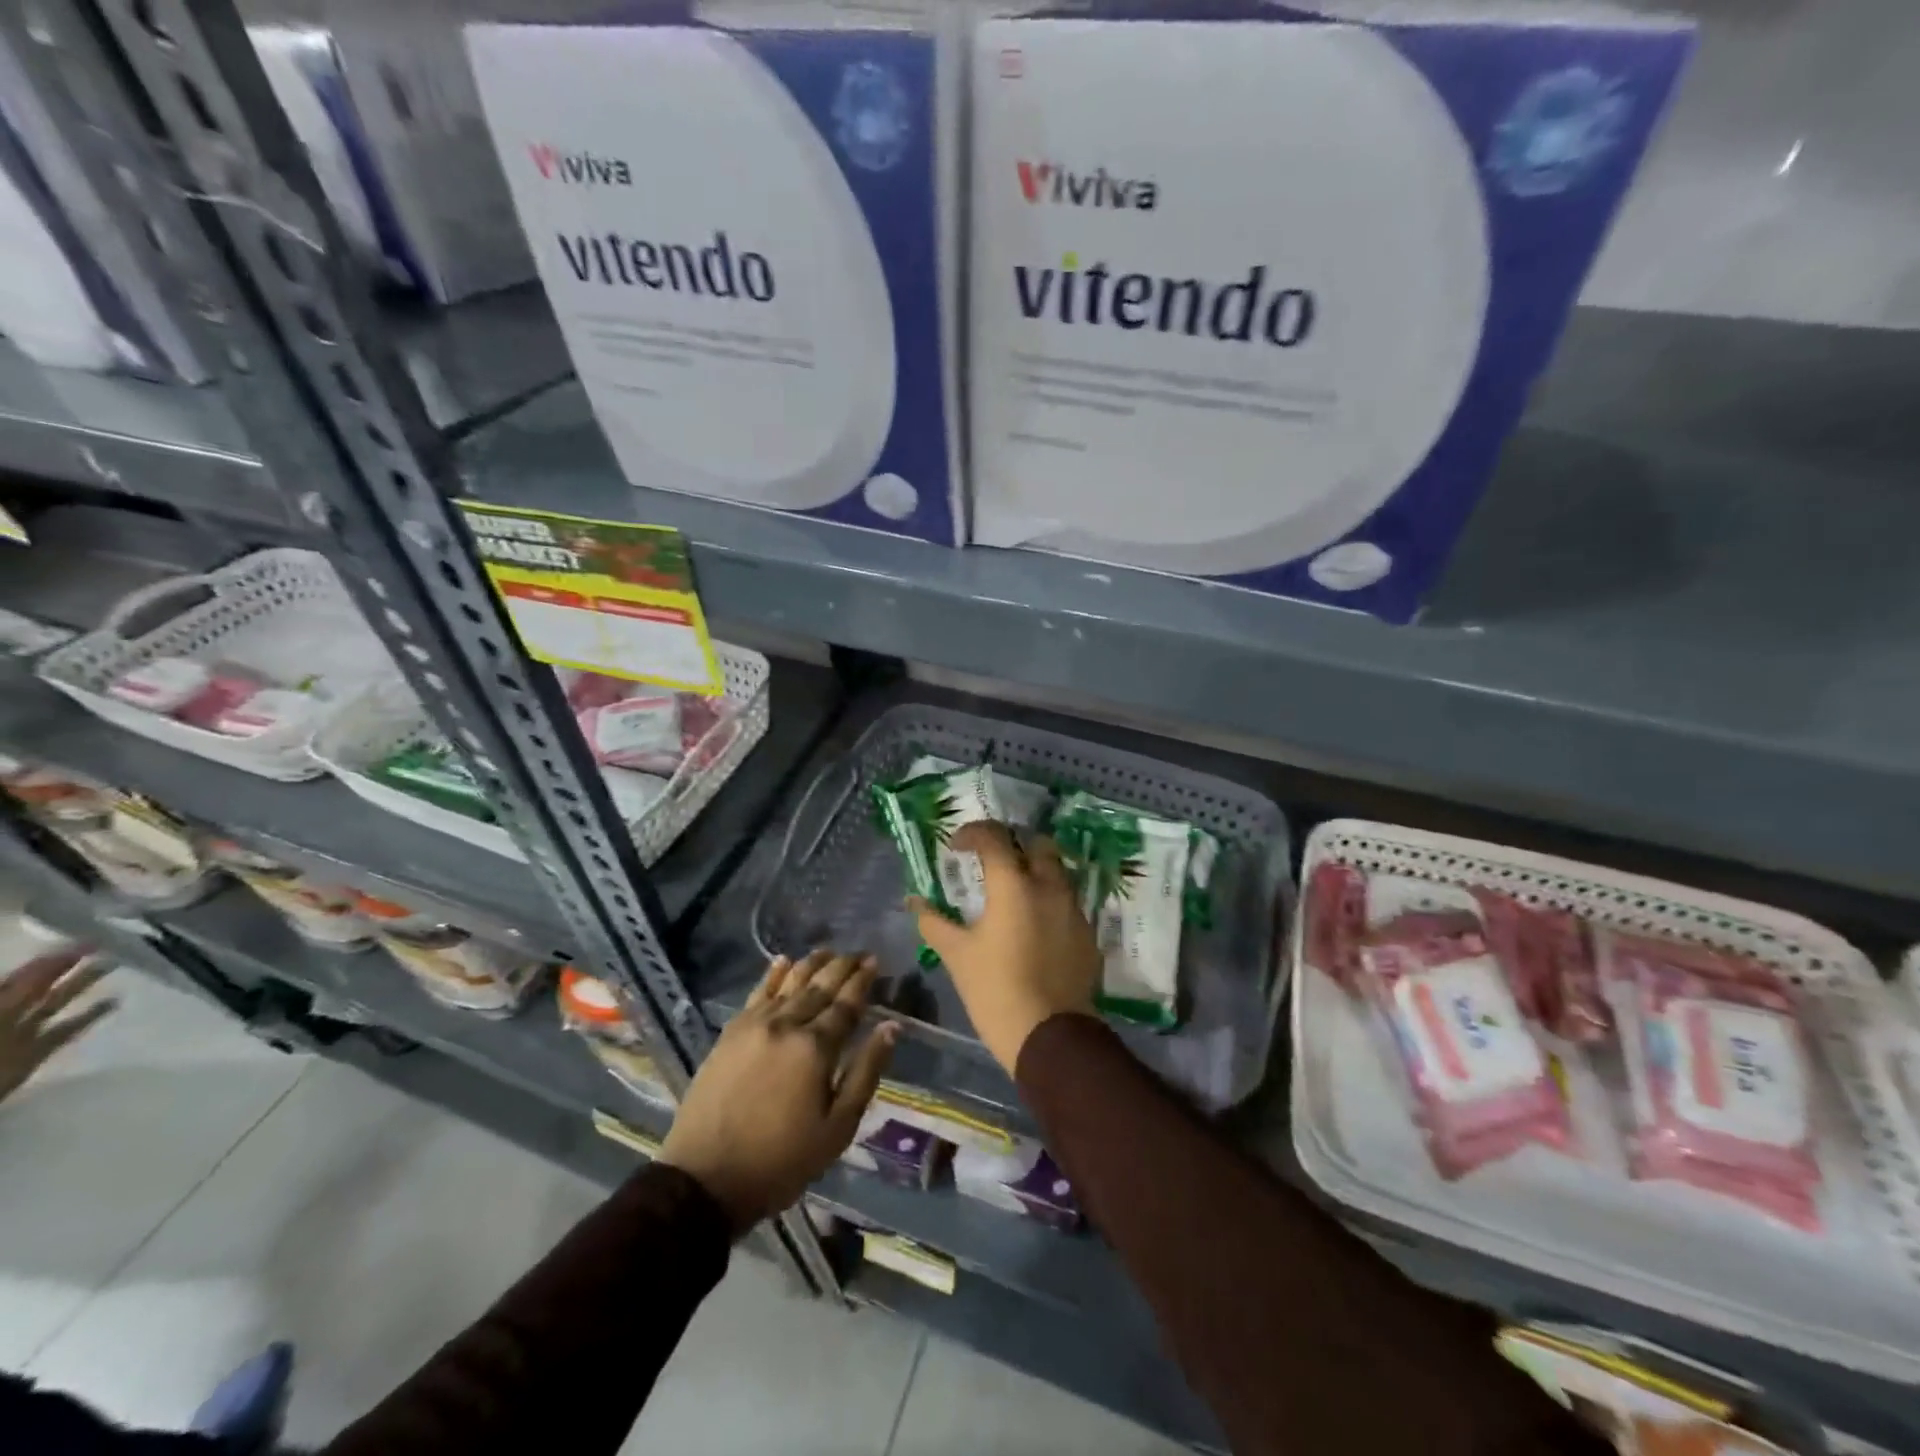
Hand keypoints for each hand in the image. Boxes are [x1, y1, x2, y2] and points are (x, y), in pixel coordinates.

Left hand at [0, 948, 114, 1104]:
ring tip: (115, 963)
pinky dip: (91, 1016)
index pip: (26, 975)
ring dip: (84, 983)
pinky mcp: (38, 1052)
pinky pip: (68, 1029)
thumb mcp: (2, 1011)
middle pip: (41, 984)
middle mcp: (10, 1013)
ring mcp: (25, 1033)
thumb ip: (18, 992)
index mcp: (0, 1003)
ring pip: (58, 1002)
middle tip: (101, 942)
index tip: (80, 938)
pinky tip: (115, 1002)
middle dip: (68, 963)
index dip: (49, 957)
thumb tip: (48, 962)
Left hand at [661, 950, 897, 1233]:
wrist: (705, 1180)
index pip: (847, 1003)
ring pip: (789, 982)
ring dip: (811, 963)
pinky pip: (757, 992)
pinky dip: (773, 974)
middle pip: (820, 986)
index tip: (874, 961)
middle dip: (842, 966)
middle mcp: (787, 1024)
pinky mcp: (730, 1033)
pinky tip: (782, 960)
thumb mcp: (837, 1128)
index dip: (862, 980)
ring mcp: (755, 1025)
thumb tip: (891, 1027)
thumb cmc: (781, 1161)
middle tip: (858, 952)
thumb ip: (866, 1072)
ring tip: (828, 951)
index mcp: (816, 1048)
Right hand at [910, 822, 1100, 1073]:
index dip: (972, 833)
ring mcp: (1074, 910)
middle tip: (993, 861)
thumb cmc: (995, 990)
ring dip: (1036, 872)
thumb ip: (934, 922)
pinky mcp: (1088, 934)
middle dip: (1014, 844)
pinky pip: (1068, 904)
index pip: (994, 838)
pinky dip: (1050, 902)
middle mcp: (1049, 887)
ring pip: (1058, 873)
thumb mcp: (957, 955)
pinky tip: (1036, 926)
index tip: (956, 846)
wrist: (1050, 1037)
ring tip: (1015, 893)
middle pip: (1037, 845)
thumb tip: (914, 901)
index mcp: (1014, 885)